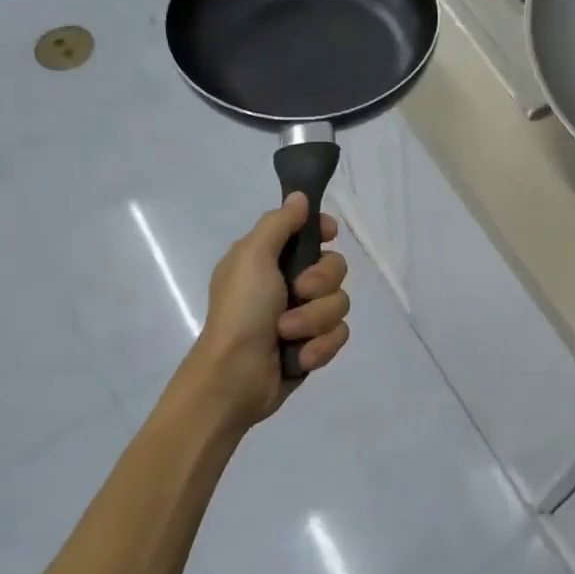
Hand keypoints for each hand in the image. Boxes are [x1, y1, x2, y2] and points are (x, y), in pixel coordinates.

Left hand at [169, 194, 350, 428]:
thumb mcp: (252, 257)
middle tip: (297, 292)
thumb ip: (278, 224)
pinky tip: (299, 357)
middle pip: (335, 268)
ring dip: (315, 320)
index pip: (309, 233)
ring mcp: (303, 316)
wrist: (234, 377)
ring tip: (288, 334)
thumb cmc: (240, 311)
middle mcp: (288, 284)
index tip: (330, 234)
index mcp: (269, 259)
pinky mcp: (313, 345)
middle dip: (321, 283)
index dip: (323, 231)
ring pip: (340, 304)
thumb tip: (299, 196)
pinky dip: (319, 346)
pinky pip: (339, 335)